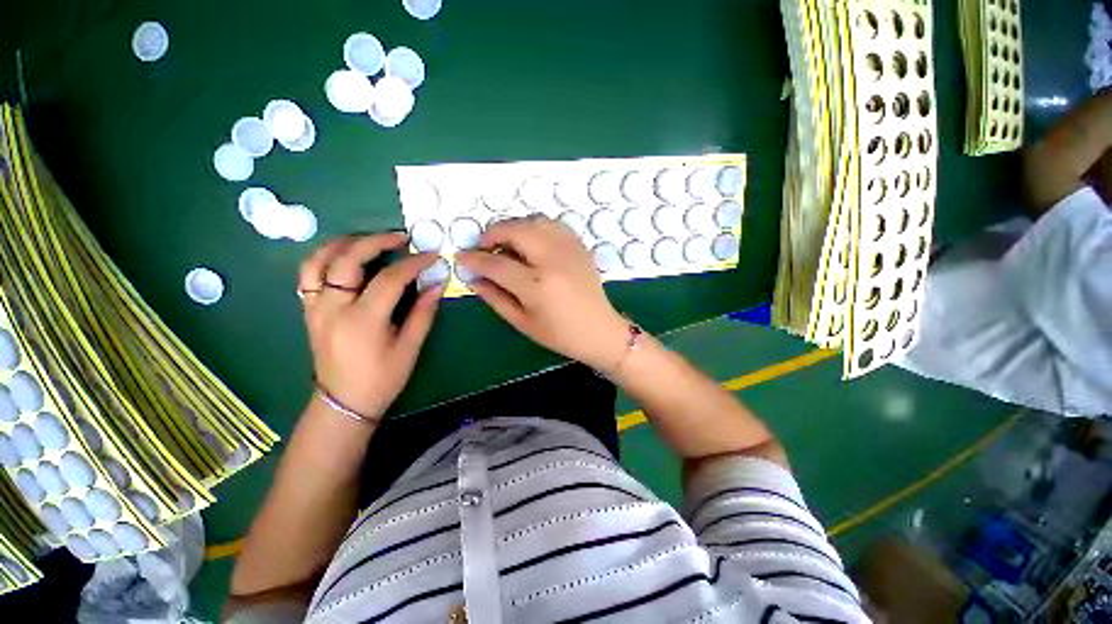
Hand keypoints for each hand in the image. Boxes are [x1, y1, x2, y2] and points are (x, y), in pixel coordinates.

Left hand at [298, 234, 442, 417]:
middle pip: (348, 259)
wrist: (344, 402)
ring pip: (318, 261)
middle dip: (376, 241)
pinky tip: (345, 257)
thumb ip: (423, 313)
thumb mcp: (409, 348)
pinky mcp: (309, 310)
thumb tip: (437, 284)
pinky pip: (309, 274)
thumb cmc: (382, 379)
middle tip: (400, 237)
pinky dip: (325, 258)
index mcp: (363, 320)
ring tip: (368, 239)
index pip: (389, 279)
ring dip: (344, 243)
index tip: (432, 255)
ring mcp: (315, 307)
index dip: (414, 263)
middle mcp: (333, 308)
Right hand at [456, 216, 629, 370]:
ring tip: (505, 244)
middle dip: (492, 234)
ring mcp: (569, 249)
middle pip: (515, 230)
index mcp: (537, 286)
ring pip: (534, 220)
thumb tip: (472, 277)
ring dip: (513, 227)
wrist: (599, 330)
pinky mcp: (579, 245)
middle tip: (484, 247)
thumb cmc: (560, 334)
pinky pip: (552, 223)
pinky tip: (530, 241)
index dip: (474, 259)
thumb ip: (495, 297)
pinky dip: (535, 226)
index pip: (496, 264)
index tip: (461, 257)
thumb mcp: (522, 322)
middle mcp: (553, 260)